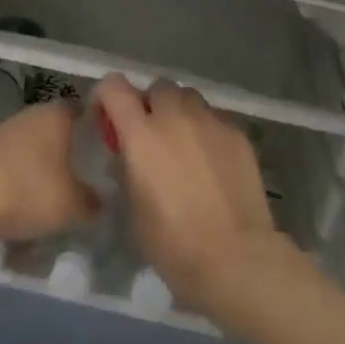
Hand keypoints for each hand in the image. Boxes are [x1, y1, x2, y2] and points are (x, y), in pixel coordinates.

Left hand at [0, 101, 95, 244]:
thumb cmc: (30, 191)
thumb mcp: (74, 205)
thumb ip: (93, 201)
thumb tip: (100, 199)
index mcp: (58, 114)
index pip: (84, 111)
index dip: (95, 129)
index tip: (104, 150)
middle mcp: (31, 113)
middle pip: (56, 128)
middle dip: (66, 149)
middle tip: (79, 175)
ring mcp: (2, 130)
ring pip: (30, 145)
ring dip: (39, 164)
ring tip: (50, 192)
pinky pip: (9, 162)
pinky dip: (16, 177)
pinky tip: (20, 200)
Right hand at [94, 74, 293, 320]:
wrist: (234, 256)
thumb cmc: (172, 242)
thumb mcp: (132, 209)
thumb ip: (126, 170)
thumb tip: (127, 155)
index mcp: (141, 134)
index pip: (115, 87)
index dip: (107, 96)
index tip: (108, 117)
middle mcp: (175, 117)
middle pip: (158, 87)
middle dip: (150, 104)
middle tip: (150, 134)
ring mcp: (211, 122)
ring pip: (189, 98)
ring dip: (180, 112)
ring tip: (183, 144)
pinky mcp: (238, 133)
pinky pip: (215, 118)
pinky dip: (206, 130)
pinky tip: (211, 161)